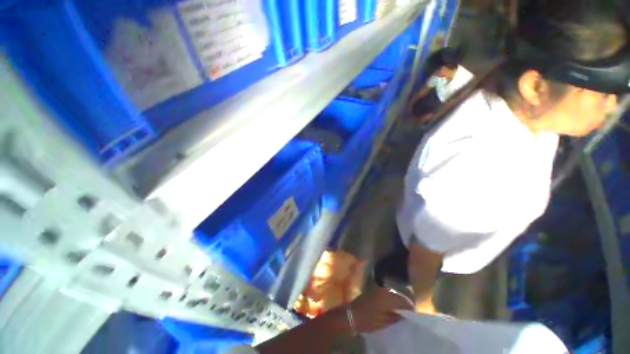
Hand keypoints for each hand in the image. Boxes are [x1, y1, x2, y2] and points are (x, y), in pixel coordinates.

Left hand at [349, 287, 413, 332]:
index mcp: (388, 297)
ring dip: (397, 303)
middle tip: (408, 316)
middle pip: (399, 296)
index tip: (413, 317)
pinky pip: (386, 295)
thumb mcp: (384, 322)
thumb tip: (406, 316)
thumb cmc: (368, 319)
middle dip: (404, 305)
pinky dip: (391, 301)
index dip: (410, 308)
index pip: (405, 301)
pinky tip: (391, 310)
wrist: (351, 314)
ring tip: (400, 314)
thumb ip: (397, 318)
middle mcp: (384, 290)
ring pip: (393, 295)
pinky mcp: (374, 291)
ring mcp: (378, 289)